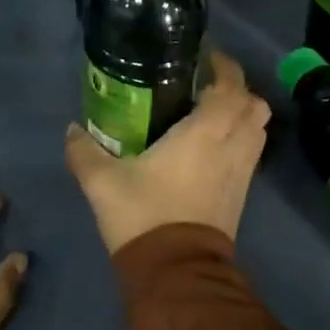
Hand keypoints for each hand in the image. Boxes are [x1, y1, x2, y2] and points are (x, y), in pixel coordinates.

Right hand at [64, 50, 270, 255]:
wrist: (176, 274)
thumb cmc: (144, 216)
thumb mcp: (102, 183)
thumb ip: (84, 151)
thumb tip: (71, 129)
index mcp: (205, 133)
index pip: (231, 87)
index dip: (224, 65)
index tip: (205, 55)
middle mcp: (232, 146)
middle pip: (255, 105)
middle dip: (237, 89)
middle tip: (205, 85)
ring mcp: (242, 173)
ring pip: (258, 130)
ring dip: (242, 115)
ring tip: (209, 113)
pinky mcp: (241, 195)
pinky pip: (250, 153)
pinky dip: (239, 139)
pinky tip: (209, 147)